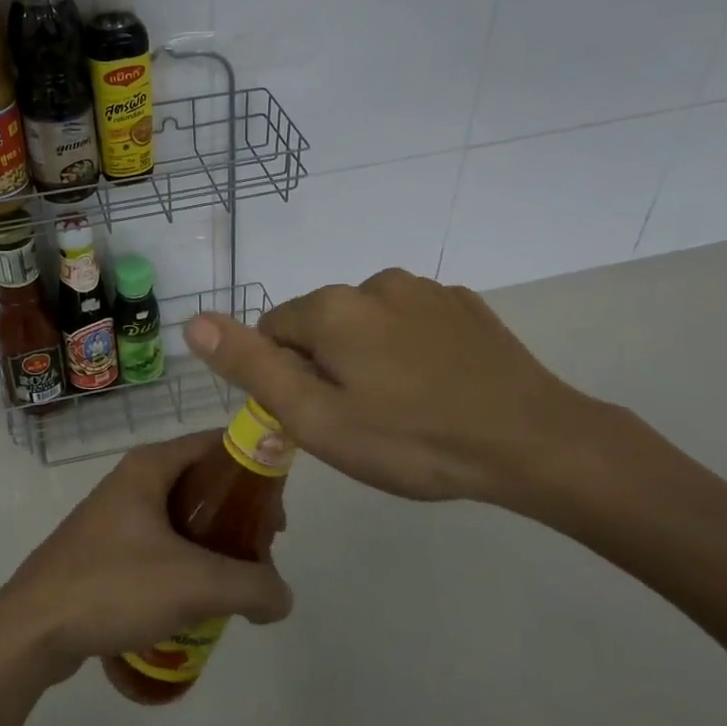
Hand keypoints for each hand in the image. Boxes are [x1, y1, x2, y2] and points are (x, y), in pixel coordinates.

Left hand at [0, 432, 293, 682]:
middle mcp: (132, 480)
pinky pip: (158, 546)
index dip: (254, 469)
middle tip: (262, 552)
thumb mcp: (194, 584)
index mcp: (150, 466)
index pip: (216, 444)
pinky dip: (185, 563)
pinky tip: (194, 602)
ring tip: (234, 582)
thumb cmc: (112, 586)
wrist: (30, 631)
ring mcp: (114, 516)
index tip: (278, 510)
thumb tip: (282, 598)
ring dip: (213, 544)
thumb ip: (251, 587)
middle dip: (238, 515)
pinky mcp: (103, 551)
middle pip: (202, 483)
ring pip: (180, 517)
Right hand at [184, 269, 616, 516]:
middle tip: (360, 421)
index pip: (273, 330)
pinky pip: (412, 323)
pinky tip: (437, 388)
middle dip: (326, 365)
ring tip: (403, 409)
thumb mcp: (318, 418)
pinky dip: (410, 349)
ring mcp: (426, 290)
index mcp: (332, 307)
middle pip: (321, 324)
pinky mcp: (464, 305)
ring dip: (368, 356)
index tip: (317, 417)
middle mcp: (374, 282)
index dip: (284, 377)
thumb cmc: (412, 440)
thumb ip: (252, 367)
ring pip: (367, 322)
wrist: (533, 443)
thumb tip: (193, 320)